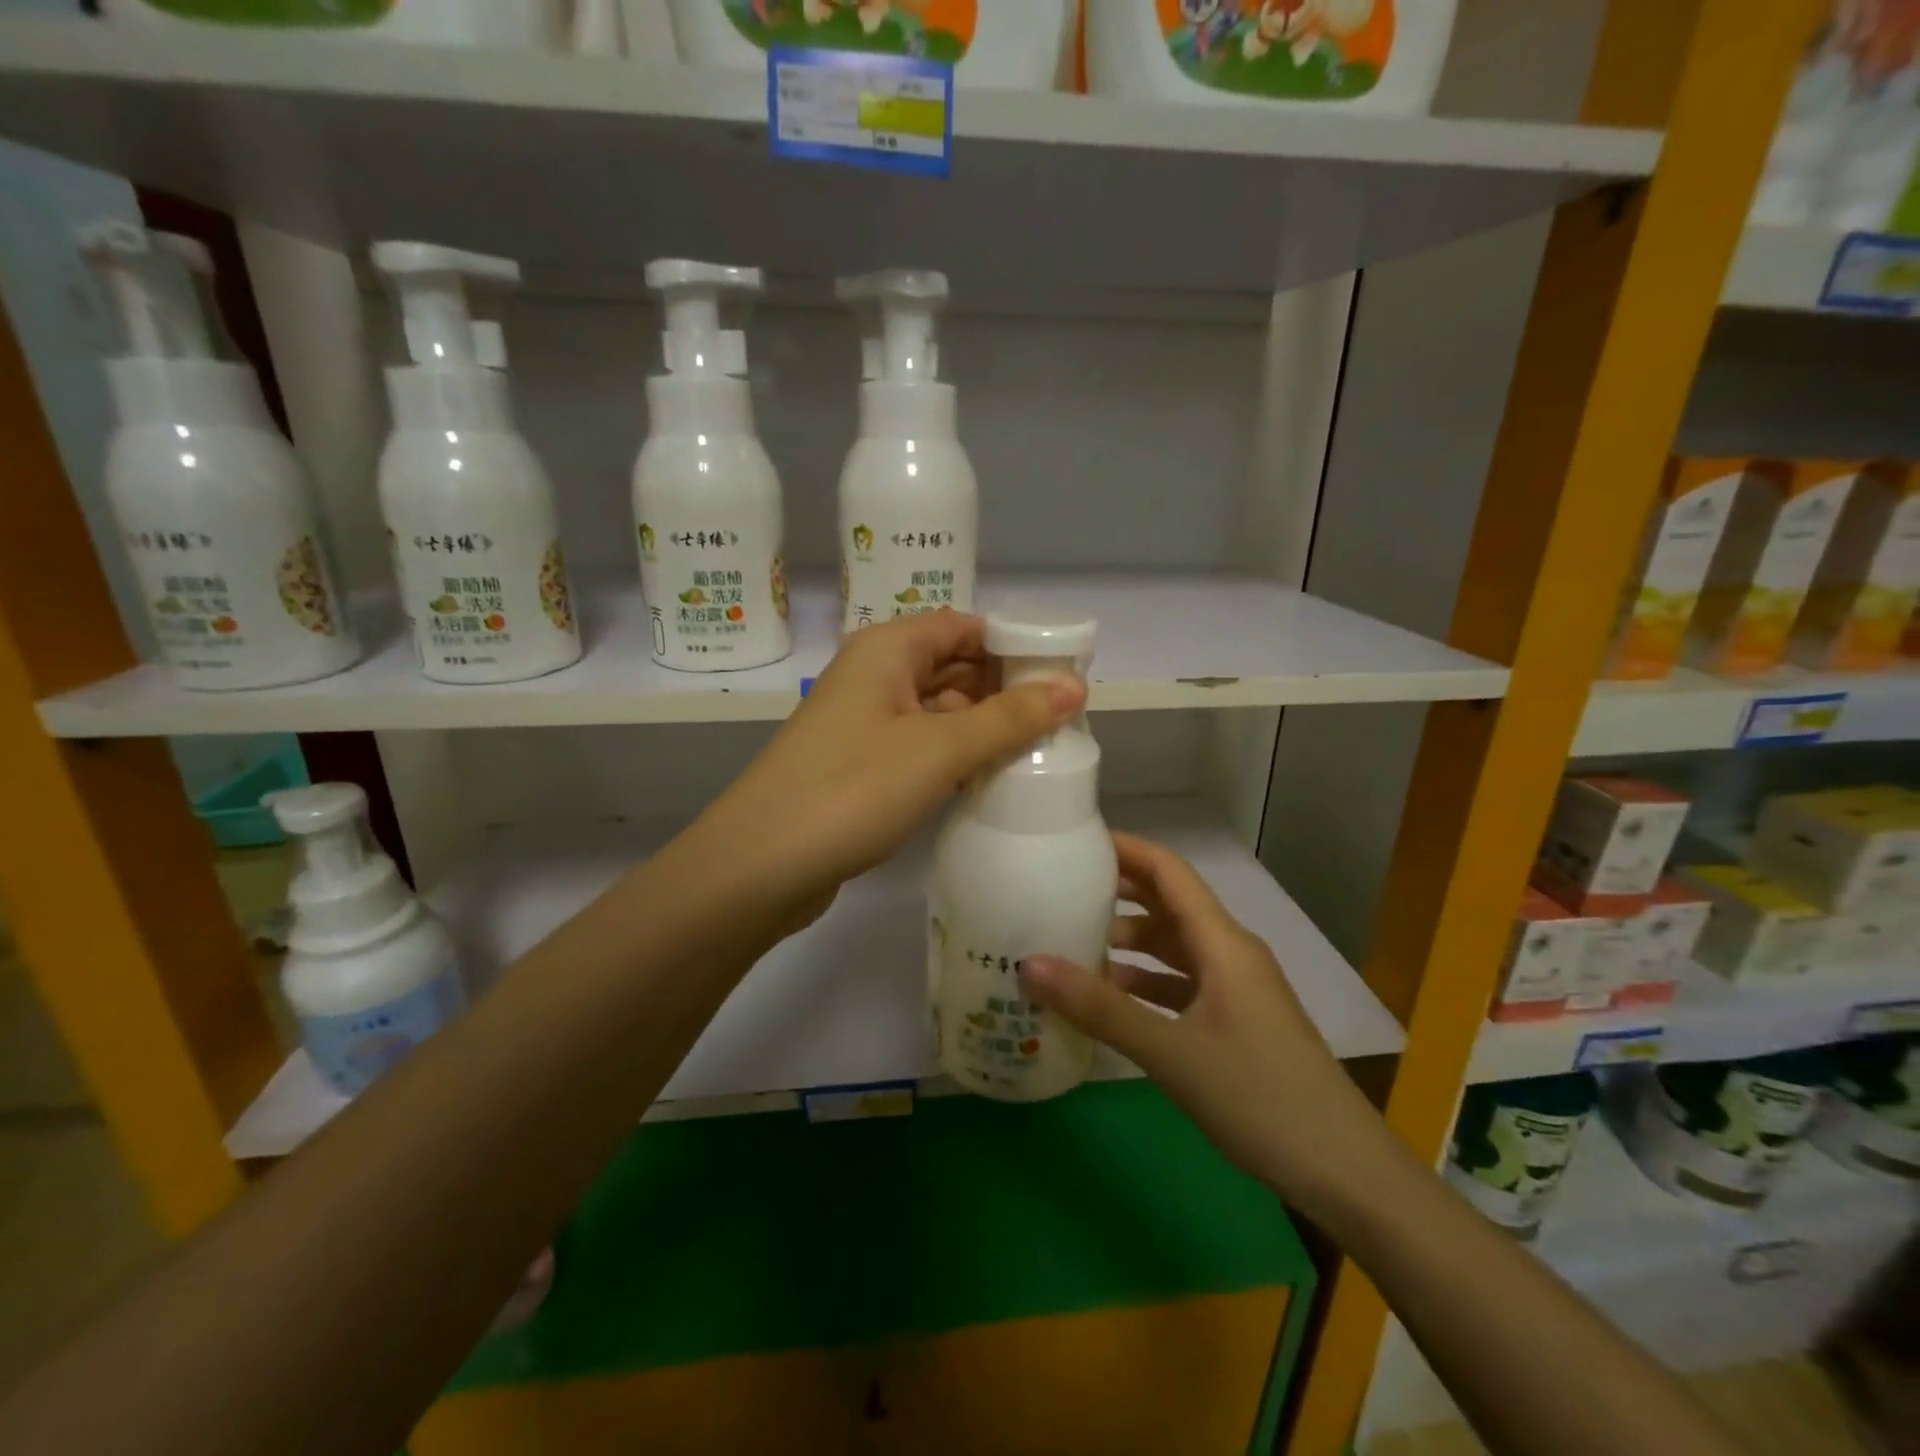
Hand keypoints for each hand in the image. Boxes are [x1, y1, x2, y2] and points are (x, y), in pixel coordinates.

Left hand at [694, 610, 1083, 915]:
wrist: (760, 865)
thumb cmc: (853, 789)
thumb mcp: (940, 749)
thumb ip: (1009, 717)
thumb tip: (1074, 685)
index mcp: (888, 648)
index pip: (965, 626)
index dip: (1015, 646)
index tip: (1065, 676)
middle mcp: (874, 674)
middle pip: (953, 665)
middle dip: (1004, 688)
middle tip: (1063, 720)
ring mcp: (864, 721)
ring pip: (938, 708)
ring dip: (983, 725)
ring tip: (1041, 751)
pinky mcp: (860, 763)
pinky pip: (920, 743)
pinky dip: (955, 754)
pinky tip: (990, 778)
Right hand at [1021, 834, 1398, 1217]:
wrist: (1344, 1171)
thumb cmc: (1259, 1097)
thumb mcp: (1171, 1052)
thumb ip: (1099, 1008)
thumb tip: (1028, 964)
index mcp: (1222, 942)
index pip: (1168, 870)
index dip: (1125, 848)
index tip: (1076, 841)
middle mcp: (1230, 953)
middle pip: (1169, 904)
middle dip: (1119, 892)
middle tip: (1060, 890)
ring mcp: (1237, 988)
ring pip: (1175, 947)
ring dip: (1129, 942)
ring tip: (1074, 944)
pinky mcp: (1237, 1021)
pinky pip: (1183, 984)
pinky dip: (1146, 983)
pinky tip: (1112, 999)